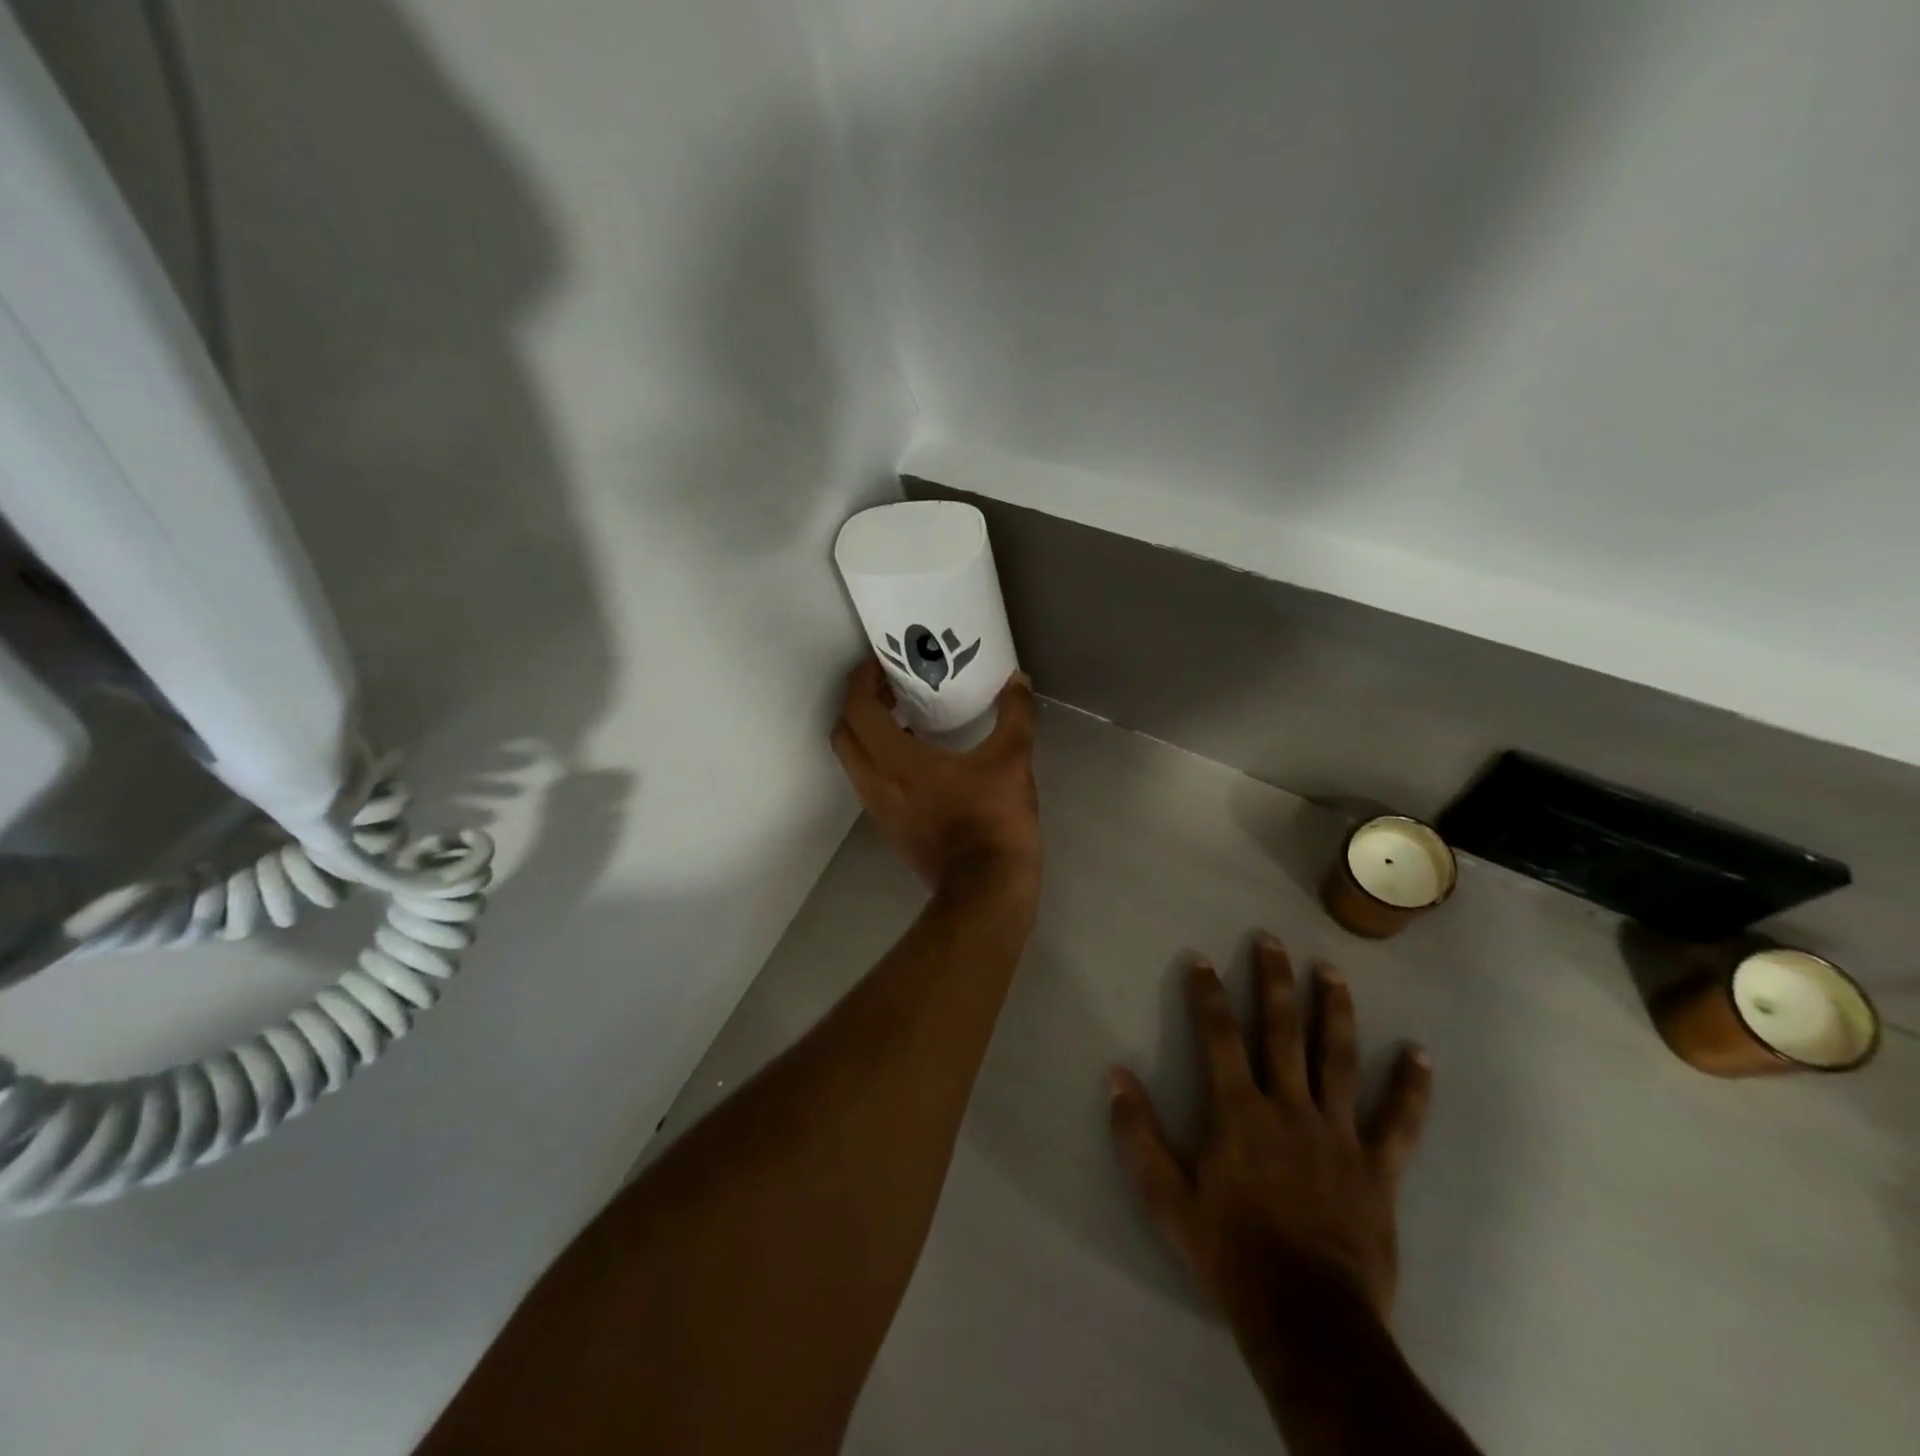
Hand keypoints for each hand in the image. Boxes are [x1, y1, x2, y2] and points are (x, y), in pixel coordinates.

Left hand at [830, 658, 1040, 896]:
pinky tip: (917, 757)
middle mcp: (874, 782)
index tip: (879, 663)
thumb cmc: (993, 820)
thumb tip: (1018, 680)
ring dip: (868, 734)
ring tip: (903, 716)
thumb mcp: (1012, 761)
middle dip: (859, 705)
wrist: (985, 889)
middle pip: (845, 733)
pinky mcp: (889, 828)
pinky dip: (880, 760)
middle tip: (889, 688)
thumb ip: (1015, 715)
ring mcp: (878, 809)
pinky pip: (870, 782)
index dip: (862, 680)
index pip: (857, 709)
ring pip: (854, 761)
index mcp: (895, 760)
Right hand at [1108, 935, 1431, 1334]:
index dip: (1207, 994)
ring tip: (1332, 971)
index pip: (1218, 1036)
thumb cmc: (1230, 1253)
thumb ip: (1138, 1135)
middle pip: (1282, 1031)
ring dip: (1334, 1011)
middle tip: (1271, 940)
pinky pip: (1399, 1122)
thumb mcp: (1167, 1199)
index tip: (1201, 959)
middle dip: (1274, 982)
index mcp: (1238, 1112)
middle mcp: (1289, 1107)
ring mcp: (1338, 1134)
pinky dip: (1411, 1088)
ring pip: (1338, 1059)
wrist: (1307, 1318)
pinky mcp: (1377, 1168)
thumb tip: (1116, 1076)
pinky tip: (1421, 1056)